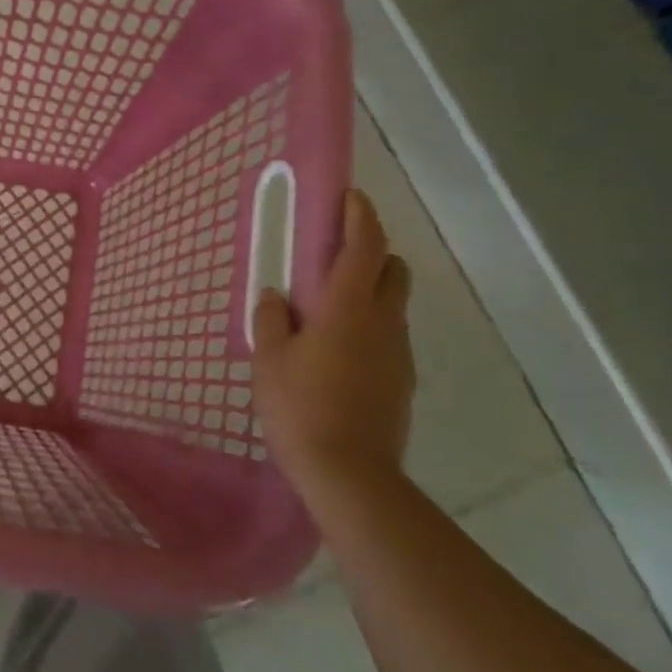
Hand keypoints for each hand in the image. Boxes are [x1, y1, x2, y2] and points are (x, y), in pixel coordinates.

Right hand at [251, 189, 414, 493]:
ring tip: (327, 311)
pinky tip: (338, 352)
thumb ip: (272, 319)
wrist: (349, 474)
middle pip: (392, 270)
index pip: (365, 247)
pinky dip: (370, 327)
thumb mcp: (270, 359)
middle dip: (372, 252)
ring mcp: (398, 354)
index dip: (360, 217)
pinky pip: (388, 337)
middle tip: (334, 257)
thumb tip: (277, 296)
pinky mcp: (401, 382)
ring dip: (369, 292)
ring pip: (392, 305)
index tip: (350, 198)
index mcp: (348, 308)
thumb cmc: (300, 406)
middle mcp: (383, 322)